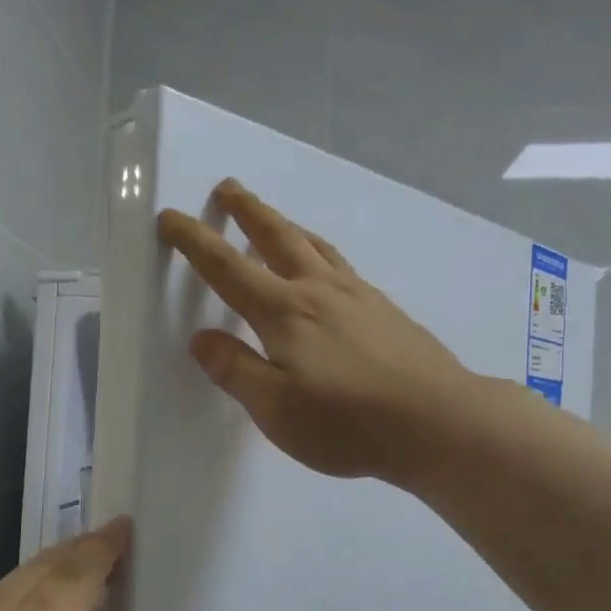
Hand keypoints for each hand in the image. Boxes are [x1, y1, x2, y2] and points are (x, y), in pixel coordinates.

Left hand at [0, 519, 131, 610]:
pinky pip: (2, 592)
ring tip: (87, 553)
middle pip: (43, 569)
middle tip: (115, 535)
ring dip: (56, 559)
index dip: (101, 553)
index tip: (126, 527)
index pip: (71, 581)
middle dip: (81, 547)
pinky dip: (33, 577)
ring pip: (18, 578)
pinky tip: (42, 590)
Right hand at [157, 181, 473, 484]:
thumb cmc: (348, 422)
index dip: (195, 241)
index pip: (228, 268)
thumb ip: (236, 371)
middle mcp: (319, 291)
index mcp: (285, 313)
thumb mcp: (276, 409)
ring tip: (273, 219)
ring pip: (314, 246)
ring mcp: (358, 296)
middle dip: (247, 211)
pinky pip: (341, 265)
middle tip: (228, 188)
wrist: (439, 422)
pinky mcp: (385, 310)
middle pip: (277, 237)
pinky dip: (319, 252)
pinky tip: (326, 268)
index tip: (172, 217)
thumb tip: (201, 339)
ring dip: (286, 225)